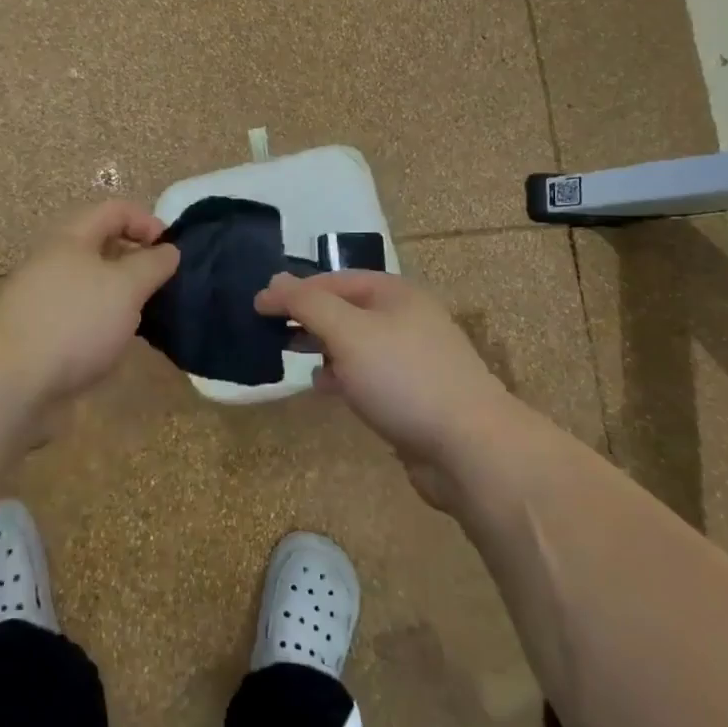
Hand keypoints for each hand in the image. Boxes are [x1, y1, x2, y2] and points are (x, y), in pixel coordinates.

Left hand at [0, 201, 179, 404]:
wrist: (11, 381)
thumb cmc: (75, 322)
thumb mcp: (126, 287)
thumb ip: (152, 264)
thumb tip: (168, 250)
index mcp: (71, 238)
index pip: (115, 210)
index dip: (148, 221)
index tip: (171, 251)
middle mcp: (53, 260)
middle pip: (101, 245)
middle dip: (135, 260)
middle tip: (161, 285)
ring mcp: (41, 297)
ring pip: (90, 283)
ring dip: (120, 294)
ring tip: (144, 318)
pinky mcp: (38, 331)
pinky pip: (78, 314)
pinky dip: (101, 322)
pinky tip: (114, 344)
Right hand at [255, 271, 519, 510]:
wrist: (469, 447)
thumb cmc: (403, 378)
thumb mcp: (348, 331)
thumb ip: (307, 303)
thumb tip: (273, 282)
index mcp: (395, 293)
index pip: (334, 279)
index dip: (294, 289)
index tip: (258, 305)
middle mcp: (406, 318)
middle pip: (345, 308)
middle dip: (308, 317)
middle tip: (269, 331)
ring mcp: (412, 358)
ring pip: (356, 343)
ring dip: (323, 347)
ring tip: (291, 356)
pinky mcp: (413, 394)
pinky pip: (368, 375)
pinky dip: (343, 376)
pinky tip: (326, 388)